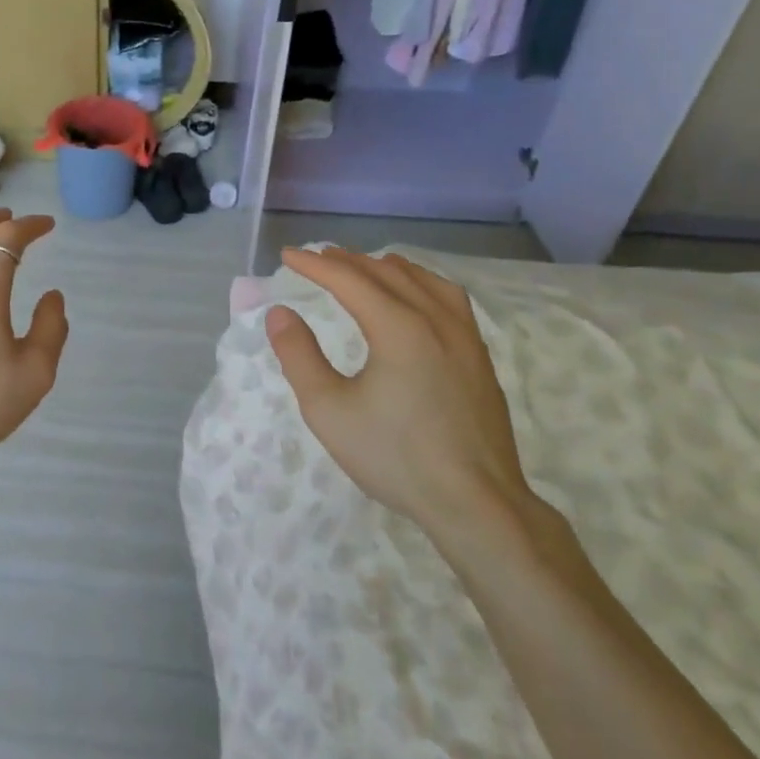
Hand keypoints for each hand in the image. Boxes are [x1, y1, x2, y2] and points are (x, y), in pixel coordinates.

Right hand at [265, 247, 533, 540]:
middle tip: (317, 258)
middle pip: (386, 272)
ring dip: (385, 267)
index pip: (349, 279)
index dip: (315, 265)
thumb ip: (299, 356)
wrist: (475, 502)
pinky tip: (416, 298)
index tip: (287, 255)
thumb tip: (280, 314)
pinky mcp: (479, 357)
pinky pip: (448, 298)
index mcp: (399, 327)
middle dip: (347, 261)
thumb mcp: (328, 410)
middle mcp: (435, 319)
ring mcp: (465, 336)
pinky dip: (420, 283)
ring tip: (363, 267)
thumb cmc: (394, 456)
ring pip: (423, 280)